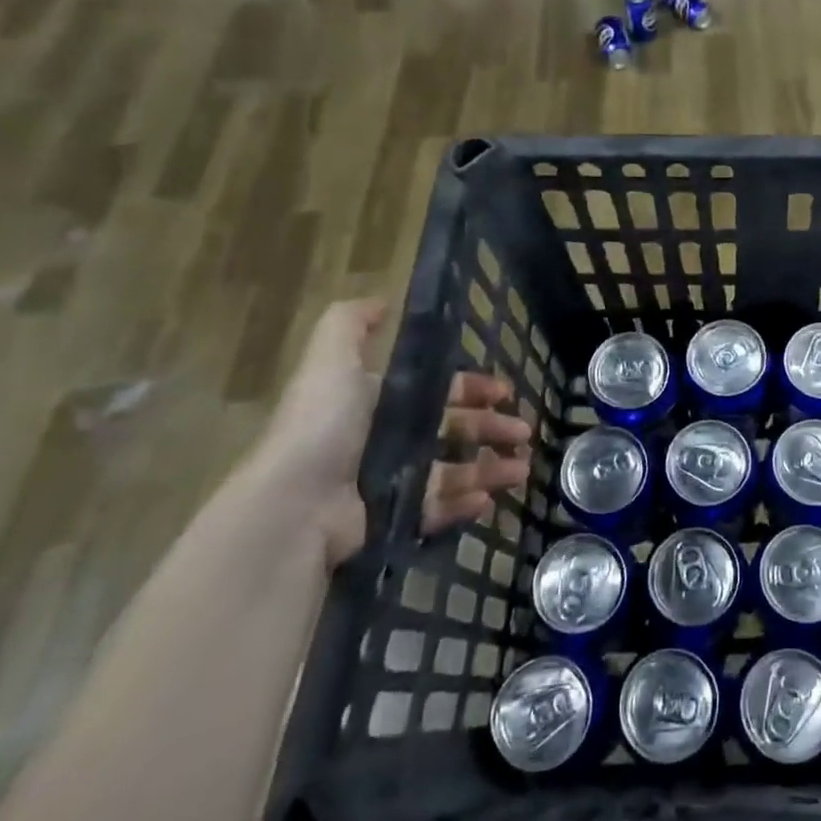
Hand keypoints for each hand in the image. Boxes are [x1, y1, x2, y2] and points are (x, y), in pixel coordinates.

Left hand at [249, 300, 533, 567]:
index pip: (438, 390)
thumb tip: (383, 302)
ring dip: (489, 468)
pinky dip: (465, 503)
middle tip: (525, 431)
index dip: (473, 388)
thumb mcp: (331, 361)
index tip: (506, 391)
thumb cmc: (323, 427)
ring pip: (452, 470)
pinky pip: (437, 509)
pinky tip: (490, 499)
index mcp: (377, 401)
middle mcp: (385, 439)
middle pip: (451, 429)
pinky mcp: (392, 518)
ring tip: (522, 469)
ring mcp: (390, 481)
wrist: (295, 504)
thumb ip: (350, 325)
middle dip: (491, 428)